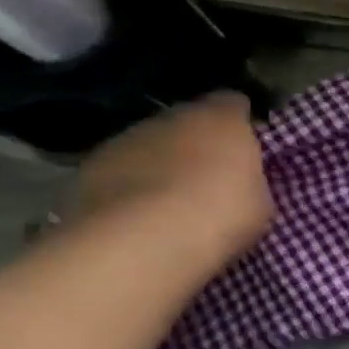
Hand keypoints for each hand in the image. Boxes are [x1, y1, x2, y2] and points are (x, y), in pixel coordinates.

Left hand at [70, 93, 271, 269]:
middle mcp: (170, 118)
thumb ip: (250, 179)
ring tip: (167, 203)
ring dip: (158, 164)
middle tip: (207, 178)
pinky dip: (127, 187)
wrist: (141, 245)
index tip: (245, 146)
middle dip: (196, 144)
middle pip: (186, 122)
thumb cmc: (219, 216)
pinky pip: (118, 173)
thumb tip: (241, 181)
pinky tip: (136, 217)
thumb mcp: (260, 202)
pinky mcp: (87, 170)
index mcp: (220, 118)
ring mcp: (124, 141)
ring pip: (148, 146)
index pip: (233, 103)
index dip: (239, 122)